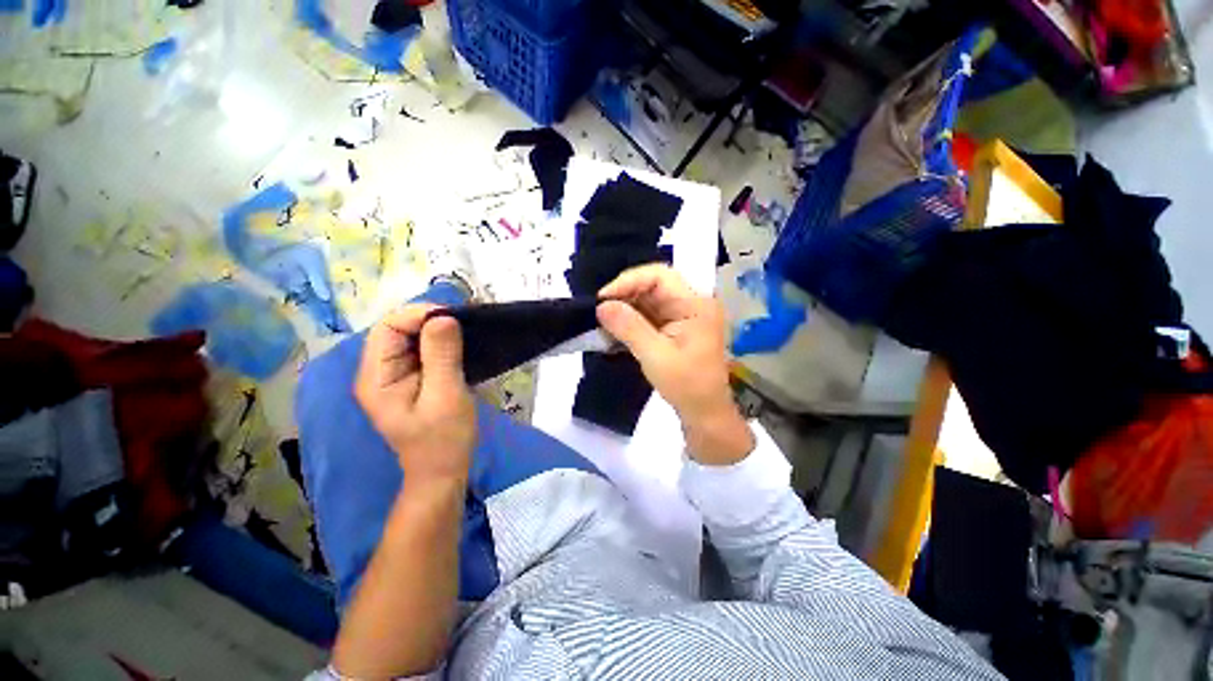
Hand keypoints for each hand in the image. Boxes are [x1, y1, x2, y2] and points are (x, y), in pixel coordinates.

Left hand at [355, 305, 476, 486]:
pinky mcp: (411, 380)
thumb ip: (442, 356)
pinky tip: (461, 346)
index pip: (388, 328)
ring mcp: (394, 376)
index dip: (419, 316)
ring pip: (412, 338)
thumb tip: (443, 317)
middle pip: (398, 330)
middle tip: (465, 324)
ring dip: (438, 331)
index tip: (455, 318)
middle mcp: (378, 372)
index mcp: (376, 377)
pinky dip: (442, 343)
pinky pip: (423, 351)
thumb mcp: (446, 396)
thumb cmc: (444, 439)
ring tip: (467, 332)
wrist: (443, 471)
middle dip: (430, 321)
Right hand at [597, 265, 753, 464]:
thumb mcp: (655, 356)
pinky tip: (615, 330)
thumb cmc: (687, 386)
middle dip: (624, 295)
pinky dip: (631, 320)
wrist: (705, 413)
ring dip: (625, 308)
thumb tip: (601, 305)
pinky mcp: (675, 327)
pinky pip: (649, 315)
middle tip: (599, 311)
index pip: (660, 276)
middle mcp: (691, 304)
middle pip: (653, 286)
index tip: (603, 298)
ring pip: (648, 300)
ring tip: (603, 321)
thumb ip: (629, 328)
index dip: (629, 281)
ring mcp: (684, 315)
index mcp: (695, 305)